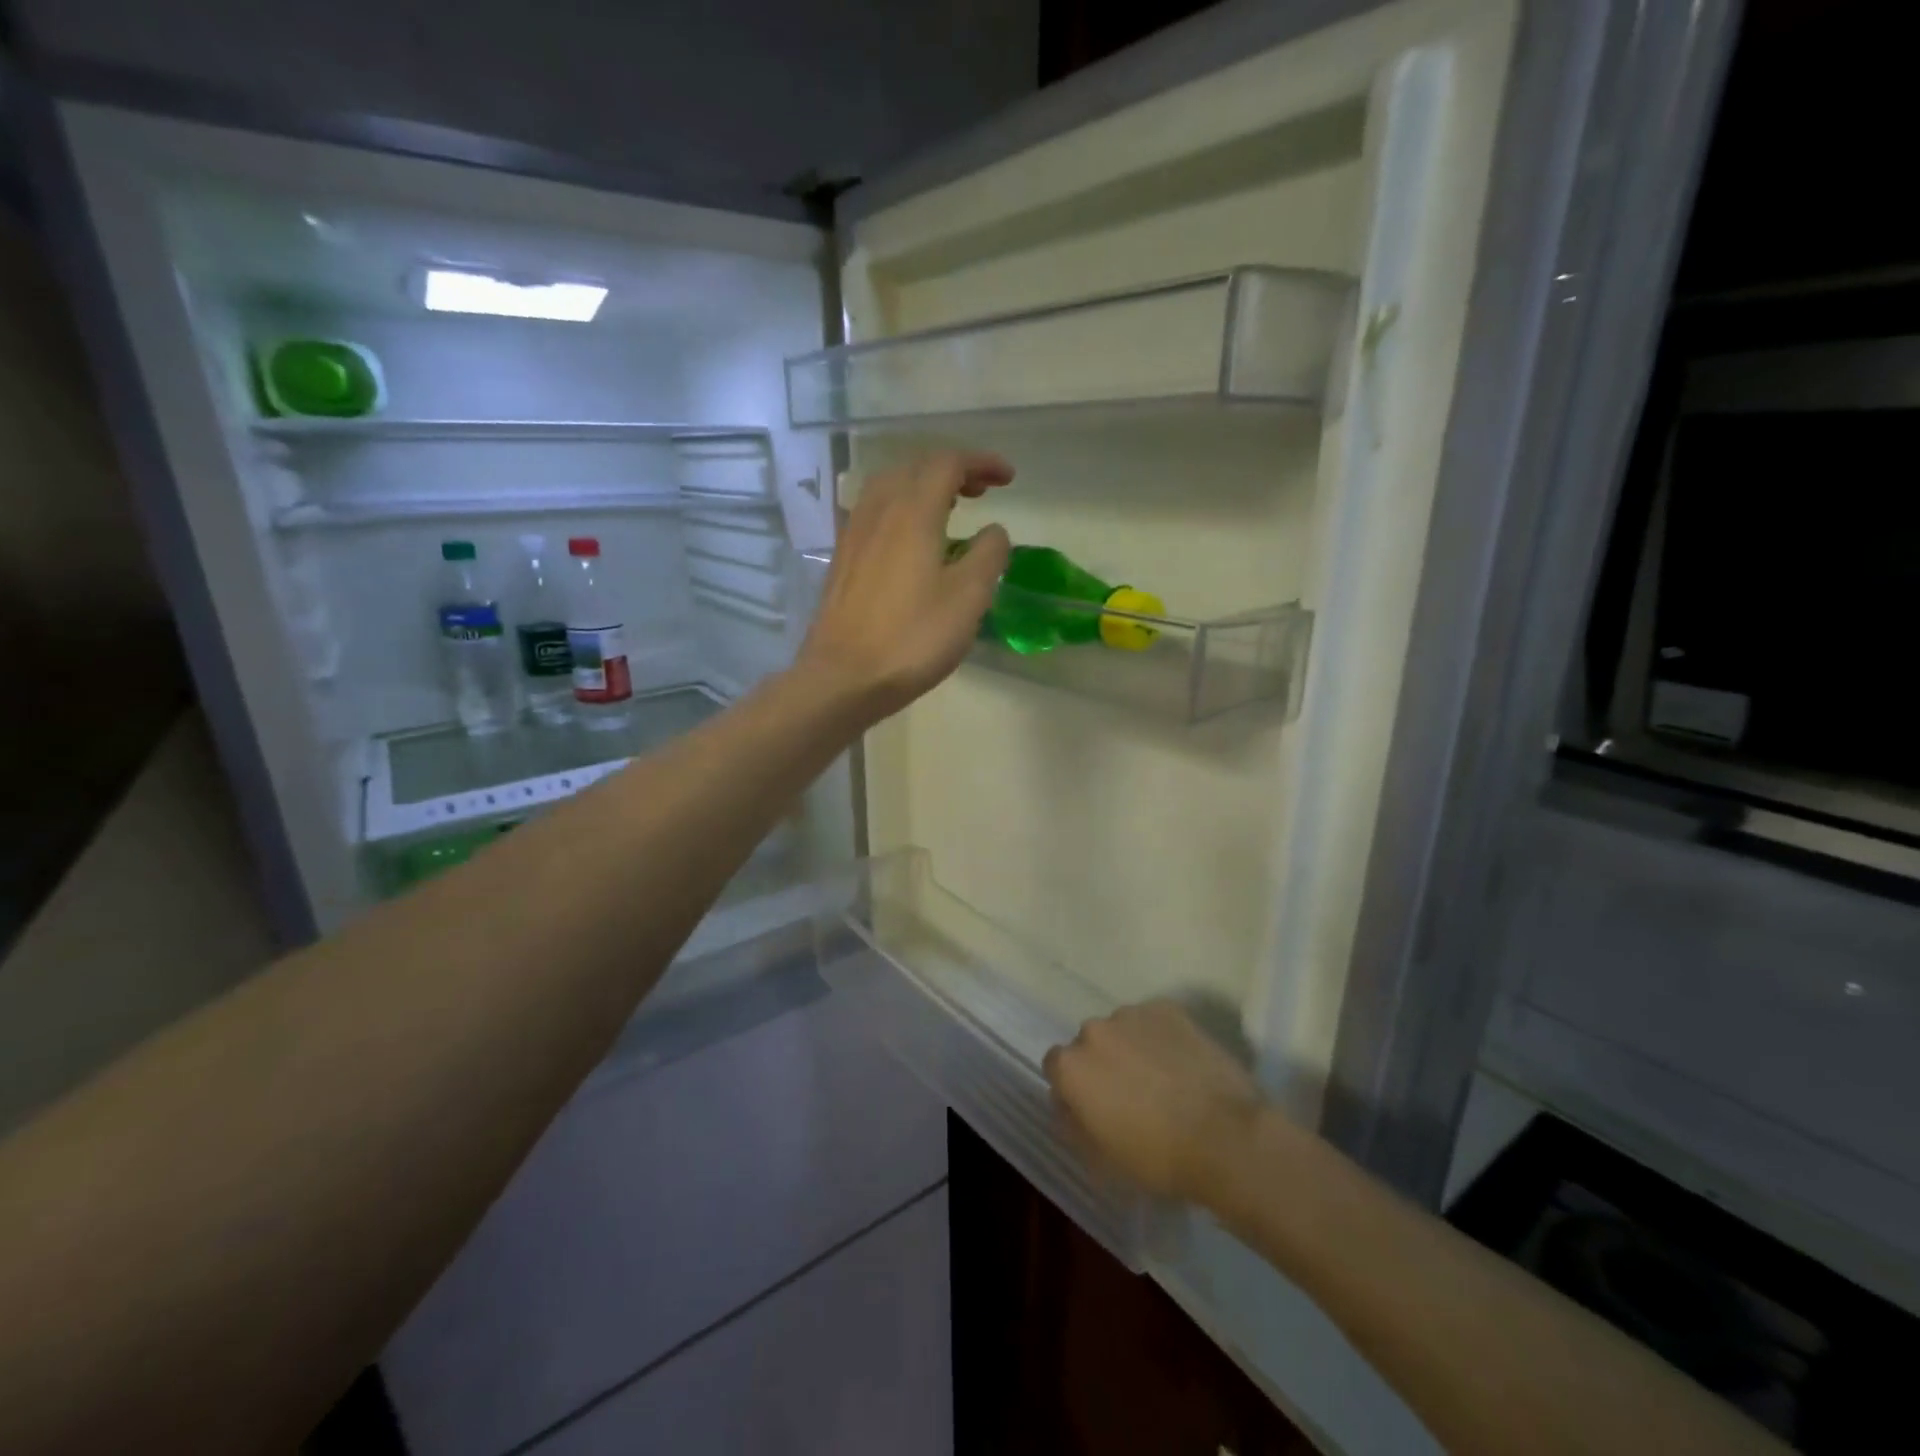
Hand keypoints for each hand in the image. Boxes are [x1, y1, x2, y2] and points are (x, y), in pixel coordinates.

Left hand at [796, 451, 1013, 721]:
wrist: (843, 676)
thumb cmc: (912, 638)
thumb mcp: (968, 598)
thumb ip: (989, 555)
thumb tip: (993, 531)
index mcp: (913, 511)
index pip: (948, 463)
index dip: (981, 462)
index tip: (1007, 478)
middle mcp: (879, 510)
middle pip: (916, 467)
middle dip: (953, 470)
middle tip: (981, 492)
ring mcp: (854, 533)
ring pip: (890, 487)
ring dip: (924, 487)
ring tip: (949, 511)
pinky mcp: (843, 558)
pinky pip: (875, 513)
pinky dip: (902, 509)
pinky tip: (912, 541)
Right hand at [1044, 1000, 1266, 1204]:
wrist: (1226, 1138)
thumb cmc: (1157, 1158)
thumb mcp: (1101, 1159)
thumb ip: (1074, 1124)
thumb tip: (1070, 1105)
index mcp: (1071, 1067)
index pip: (1055, 1067)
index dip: (1073, 1088)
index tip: (1094, 1109)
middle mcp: (1093, 1030)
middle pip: (1089, 1044)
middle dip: (1103, 1064)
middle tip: (1131, 1095)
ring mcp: (1132, 1014)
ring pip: (1122, 1030)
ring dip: (1131, 1048)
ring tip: (1163, 1079)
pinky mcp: (1168, 1008)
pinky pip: (1154, 1021)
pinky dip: (1161, 1038)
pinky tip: (1183, 1064)